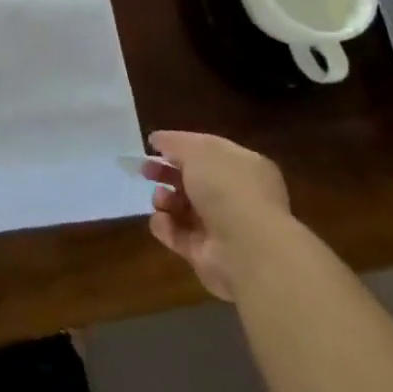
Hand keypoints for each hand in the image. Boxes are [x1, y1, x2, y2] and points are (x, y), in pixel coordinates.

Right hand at [140, 131, 289, 300]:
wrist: (246, 249)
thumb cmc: (227, 189)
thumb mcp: (198, 151)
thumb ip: (175, 142)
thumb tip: (157, 139)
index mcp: (244, 167)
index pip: (208, 152)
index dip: (181, 146)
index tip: (154, 145)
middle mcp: (235, 196)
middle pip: (193, 180)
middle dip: (167, 173)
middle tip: (146, 170)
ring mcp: (220, 226)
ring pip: (181, 206)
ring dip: (164, 199)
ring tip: (161, 200)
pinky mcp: (204, 252)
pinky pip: (176, 233)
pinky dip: (165, 226)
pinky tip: (163, 220)